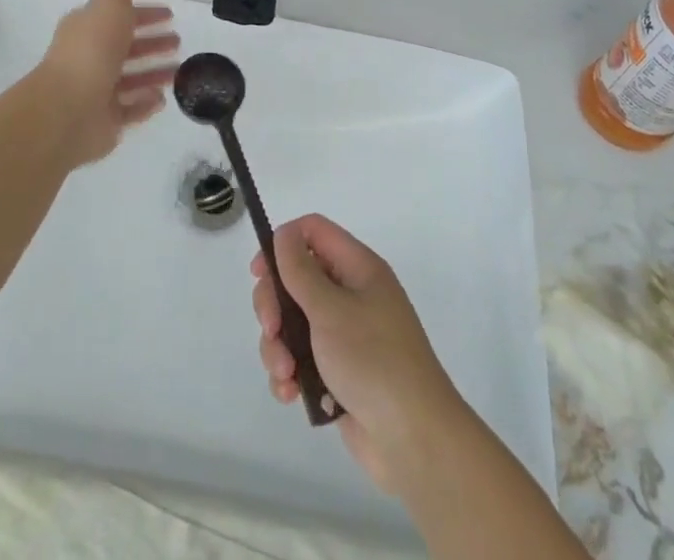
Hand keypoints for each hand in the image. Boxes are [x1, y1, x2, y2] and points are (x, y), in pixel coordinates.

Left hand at [32, 0, 179, 167]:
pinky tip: (163, 99)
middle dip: (152, 41)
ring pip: (130, 78)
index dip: (144, 12)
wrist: (66, 110)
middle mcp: (90, 57)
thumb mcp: (110, 3)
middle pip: (126, 46)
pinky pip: (129, 109)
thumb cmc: (91, 50)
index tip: (169, 13)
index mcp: (88, 27)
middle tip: (179, 40)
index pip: (119, 14)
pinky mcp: (104, 120)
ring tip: (180, 70)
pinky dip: (145, 102)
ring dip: (153, 72)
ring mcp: (96, 90)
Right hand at [251, 215, 467, 495]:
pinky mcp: (336, 372)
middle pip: (296, 279)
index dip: (283, 243)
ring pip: (293, 322)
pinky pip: (300, 358)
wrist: (413, 440)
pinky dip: (290, 374)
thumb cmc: (373, 360)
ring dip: (279, 346)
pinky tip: (291, 394)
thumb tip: (284, 234)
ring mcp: (344, 335)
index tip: (259, 272)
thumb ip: (300, 271)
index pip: (313, 232)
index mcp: (358, 268)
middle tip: (271, 330)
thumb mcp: (331, 309)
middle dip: (274, 305)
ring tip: (285, 374)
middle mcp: (351, 294)